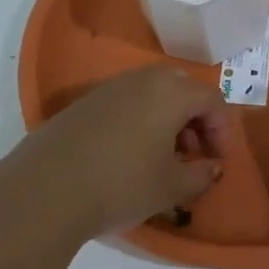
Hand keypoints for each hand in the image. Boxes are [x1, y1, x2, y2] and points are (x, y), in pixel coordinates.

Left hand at [9, 65, 229, 238]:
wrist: (46, 189)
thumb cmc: (122, 184)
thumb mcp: (172, 187)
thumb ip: (201, 175)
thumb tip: (211, 167)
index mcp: (171, 91)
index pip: (211, 100)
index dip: (222, 131)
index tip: (216, 162)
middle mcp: (141, 79)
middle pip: (181, 89)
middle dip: (194, 120)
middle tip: (192, 154)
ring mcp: (108, 88)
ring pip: (151, 94)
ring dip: (166, 121)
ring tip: (161, 159)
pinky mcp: (82, 103)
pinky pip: (124, 103)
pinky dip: (138, 122)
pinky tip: (128, 156)